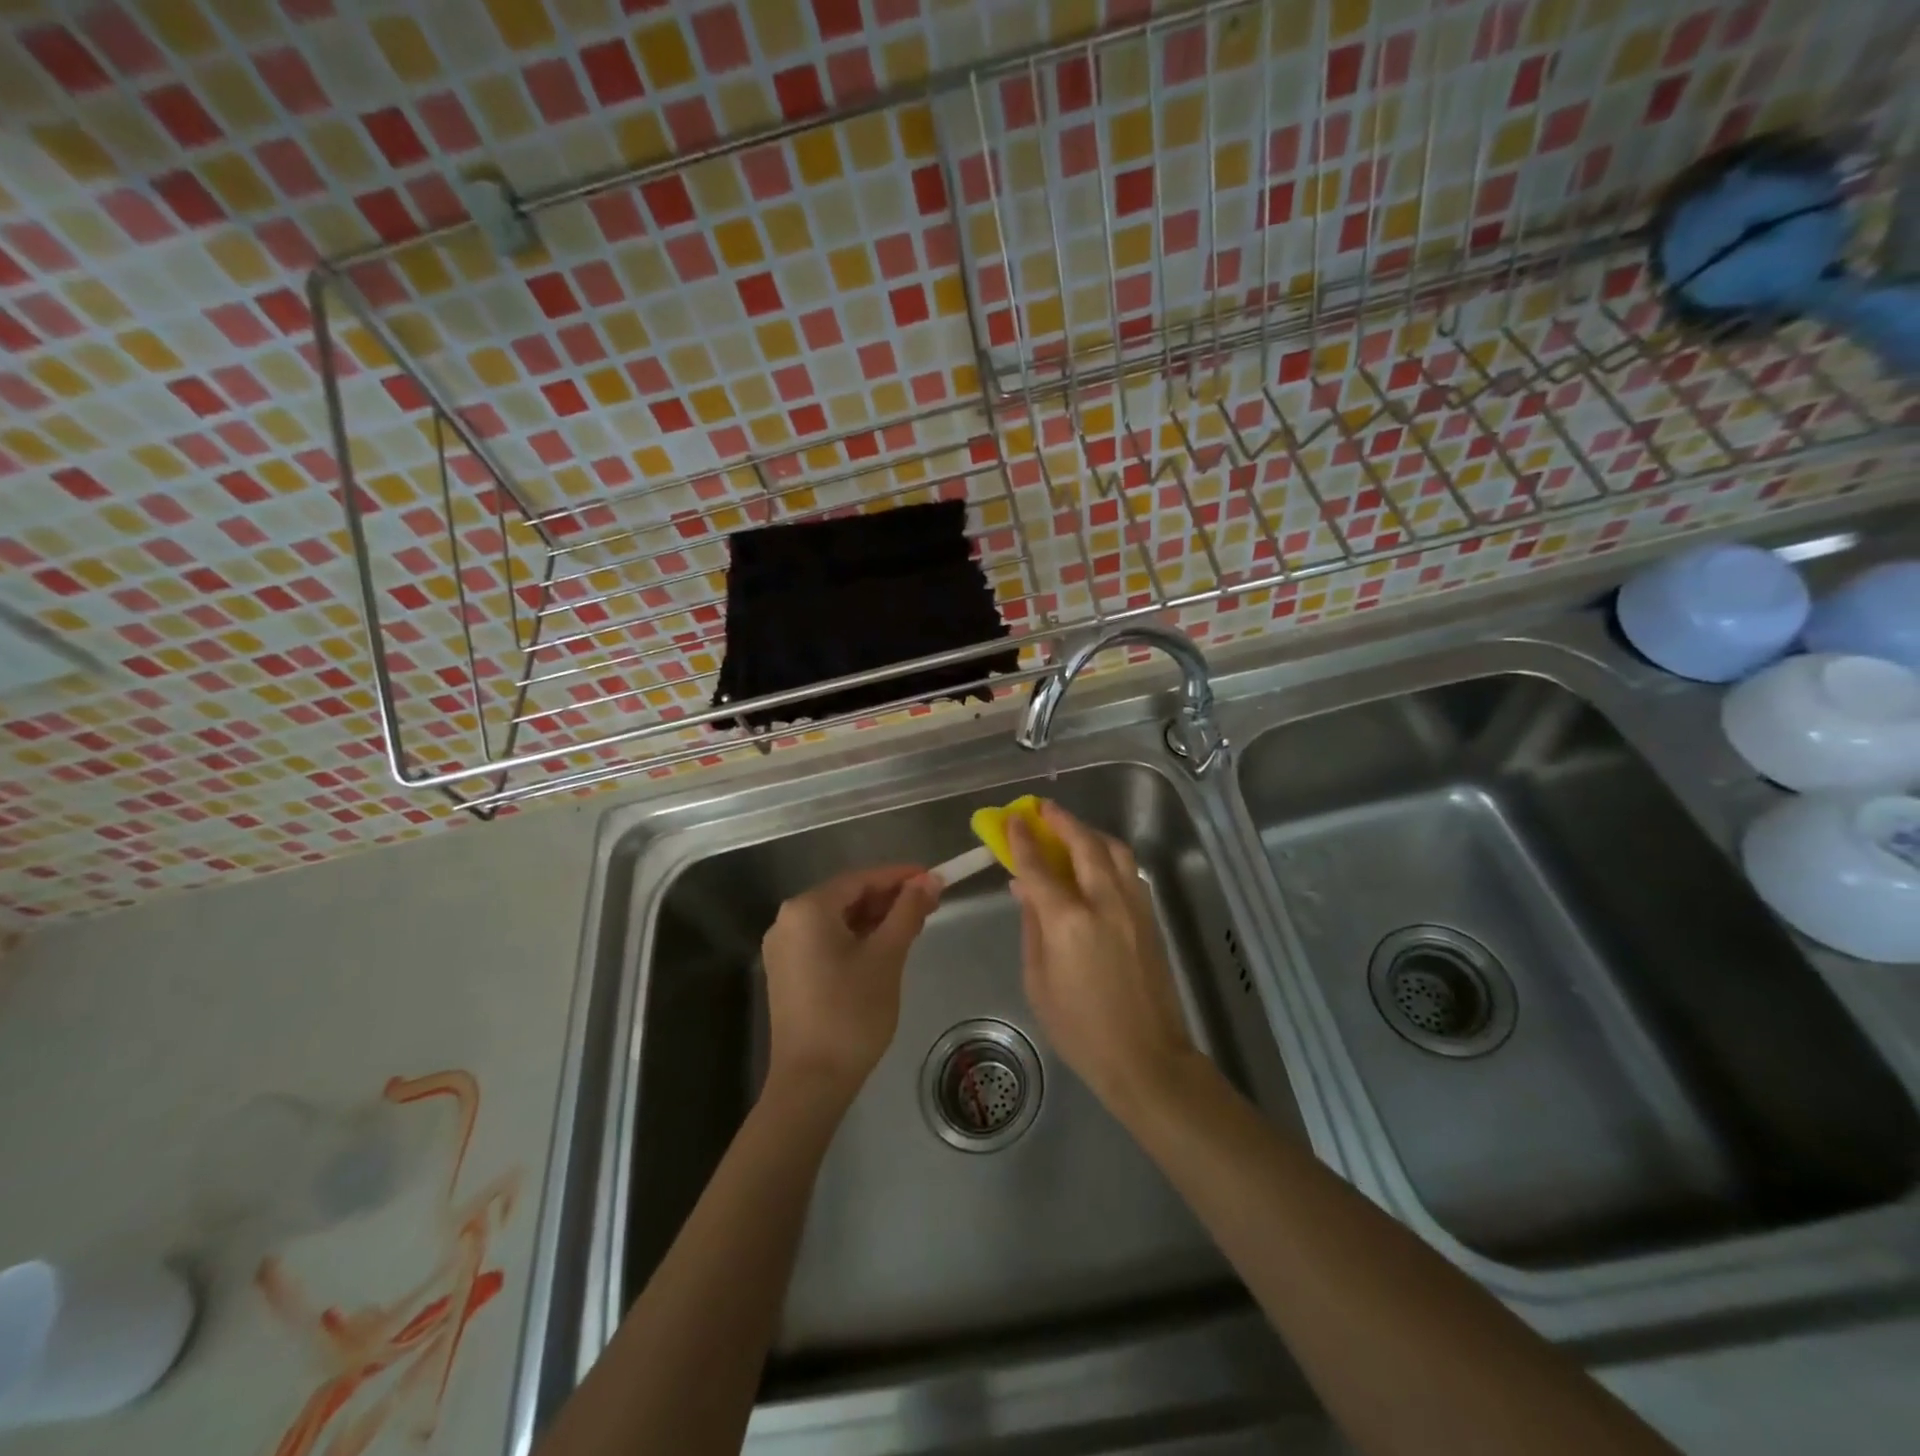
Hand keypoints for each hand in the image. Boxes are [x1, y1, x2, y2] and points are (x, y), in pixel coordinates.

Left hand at [761, 866, 941, 1103]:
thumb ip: (908, 912)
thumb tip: (931, 880)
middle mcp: (788, 920)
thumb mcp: (887, 956)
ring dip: (875, 919)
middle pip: (847, 897)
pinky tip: (884, 947)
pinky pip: (826, 941)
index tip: (934, 879)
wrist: (812, 1081)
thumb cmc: (852, 1012)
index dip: (900, 876)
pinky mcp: (787, 972)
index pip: (861, 879)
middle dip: (889, 899)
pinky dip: (855, 938)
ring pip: (837, 920)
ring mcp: (783, 948)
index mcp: (808, 909)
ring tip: (913, 925)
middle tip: (929, 905)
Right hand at [1006, 801, 1199, 1116]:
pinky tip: (1096, 863)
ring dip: (1089, 833)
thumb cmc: (1080, 1028)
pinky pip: (1128, 871)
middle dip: (1062, 822)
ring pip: (1115, 851)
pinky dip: (1109, 855)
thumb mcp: (1038, 980)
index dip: (1023, 840)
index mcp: (1069, 922)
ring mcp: (1134, 907)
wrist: (1146, 1057)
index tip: (1013, 819)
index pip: (1039, 867)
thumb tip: (1025, 888)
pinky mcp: (1150, 917)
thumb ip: (1032, 926)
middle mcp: (1105, 903)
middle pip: (1084, 845)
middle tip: (1043, 809)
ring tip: (1071, 830)